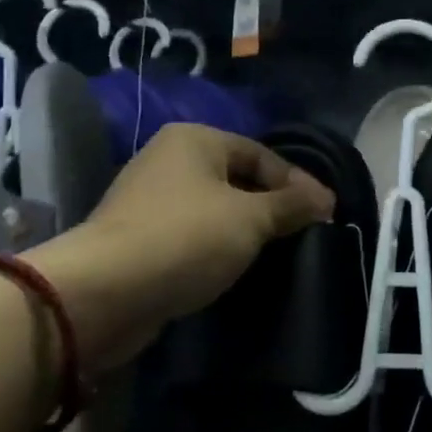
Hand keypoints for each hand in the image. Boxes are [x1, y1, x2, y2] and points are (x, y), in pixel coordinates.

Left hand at [32, 124, 332, 369]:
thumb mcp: (251, 218)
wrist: (105, 292)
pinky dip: (214, 246)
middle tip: (301, 233)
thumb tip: (326, 199)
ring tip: (273, 253)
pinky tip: (232, 267)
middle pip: (236, 178)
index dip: (296, 183)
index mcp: (194, 139)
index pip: (260, 154)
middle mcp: (168, 159)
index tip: (324, 213)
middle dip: (270, 206)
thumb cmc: (186, 238)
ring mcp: (147, 199)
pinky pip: (190, 233)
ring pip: (213, 208)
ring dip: (242, 229)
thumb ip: (292, 205)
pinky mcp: (137, 237)